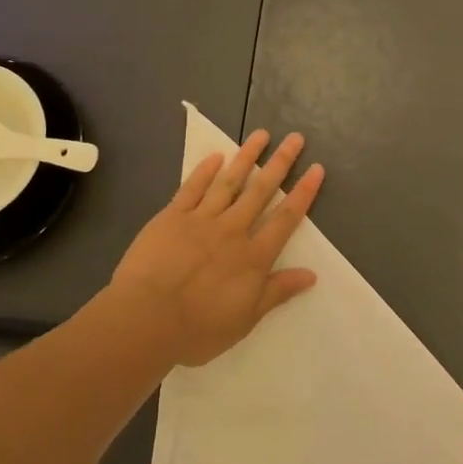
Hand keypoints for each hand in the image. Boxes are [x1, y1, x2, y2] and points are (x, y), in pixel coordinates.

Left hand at [112, 130, 324, 366]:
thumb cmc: (198, 328)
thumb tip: (311, 274)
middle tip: (295, 138)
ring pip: (229, 182)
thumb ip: (277, 292)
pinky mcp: (172, 217)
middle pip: (261, 191)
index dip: (303, 193)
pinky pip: (192, 188)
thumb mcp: (245, 319)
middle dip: (280, 163)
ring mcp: (201, 220)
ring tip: (261, 135)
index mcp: (253, 257)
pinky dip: (204, 171)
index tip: (316, 169)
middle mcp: (232, 230)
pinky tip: (215, 156)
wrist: (146, 319)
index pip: (285, 219)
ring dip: (246, 157)